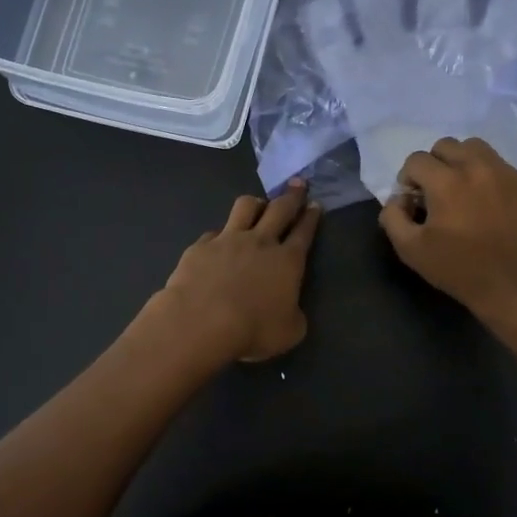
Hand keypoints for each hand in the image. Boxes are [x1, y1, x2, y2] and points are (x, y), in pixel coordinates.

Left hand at [151, 181, 321, 362]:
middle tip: (297, 184)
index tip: (315, 205)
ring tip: (258, 204)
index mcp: (288, 261)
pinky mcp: (201, 246)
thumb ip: (294, 315)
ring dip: (256, 203)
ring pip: (245, 207)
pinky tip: (217, 243)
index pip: (304, 232)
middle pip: (280, 209)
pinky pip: (214, 233)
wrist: (202, 321)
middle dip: (292, 195)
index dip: (311, 217)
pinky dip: (220, 236)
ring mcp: (229, 239)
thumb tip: (290, 309)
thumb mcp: (289, 332)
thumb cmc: (253, 329)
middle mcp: (261, 242)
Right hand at [379, 137, 516, 321]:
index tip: (414, 201)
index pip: (416, 160)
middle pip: (446, 145)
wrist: (516, 288)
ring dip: (462, 162)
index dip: (408, 179)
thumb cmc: (460, 270)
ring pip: (477, 148)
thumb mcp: (411, 251)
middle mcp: (478, 167)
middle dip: (434, 165)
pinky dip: (491, 178)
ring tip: (464, 190)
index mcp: (447, 182)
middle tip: (436, 192)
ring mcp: (508, 173)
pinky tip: (491, 205)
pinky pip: (503, 167)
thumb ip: (393, 217)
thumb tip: (397, 199)